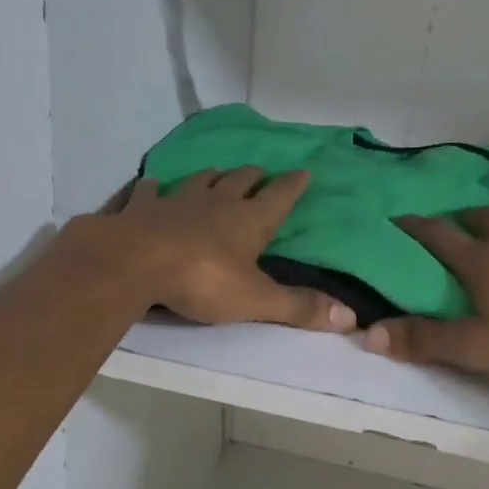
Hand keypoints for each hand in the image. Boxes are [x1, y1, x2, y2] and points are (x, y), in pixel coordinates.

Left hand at [99, 167, 354, 332]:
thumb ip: (299, 307)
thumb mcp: (256, 300)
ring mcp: (176, 201)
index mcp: (248, 221)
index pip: (279, 197)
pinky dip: (152, 188)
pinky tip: (150, 185)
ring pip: (199, 180)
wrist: (136, 262)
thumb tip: (351, 317)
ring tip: (215, 172)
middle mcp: (216, 203)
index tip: (304, 171)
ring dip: (210, 176)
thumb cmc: (203, 280)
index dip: (293, 185)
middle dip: (252, 176)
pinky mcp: (141, 207)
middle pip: (239, 181)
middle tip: (259, 171)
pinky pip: (148, 191)